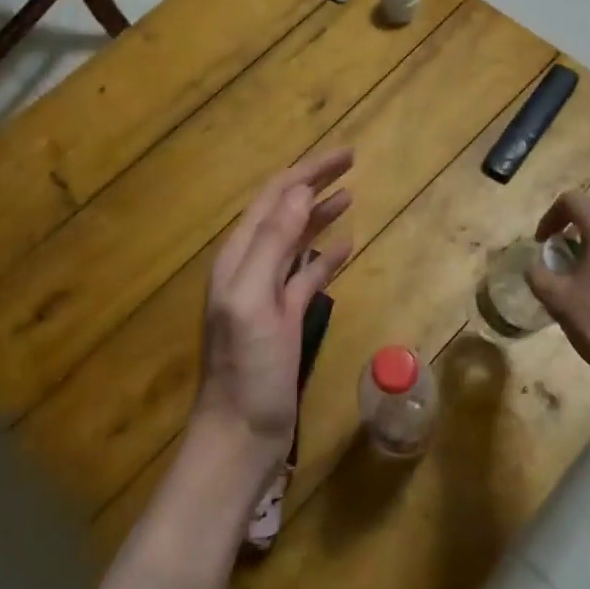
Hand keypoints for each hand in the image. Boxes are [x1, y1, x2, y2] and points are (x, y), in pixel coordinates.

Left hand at [193, 149, 353, 477]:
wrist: (241, 435)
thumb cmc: (246, 369)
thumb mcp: (255, 299)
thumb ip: (273, 243)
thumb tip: (298, 190)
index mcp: (238, 257)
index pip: (273, 197)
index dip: (306, 171)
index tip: (345, 154)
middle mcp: (250, 266)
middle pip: (284, 211)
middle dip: (313, 183)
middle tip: (351, 162)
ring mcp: (268, 292)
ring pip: (296, 239)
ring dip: (319, 214)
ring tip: (350, 195)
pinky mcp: (285, 317)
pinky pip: (306, 275)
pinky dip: (324, 255)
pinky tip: (346, 244)